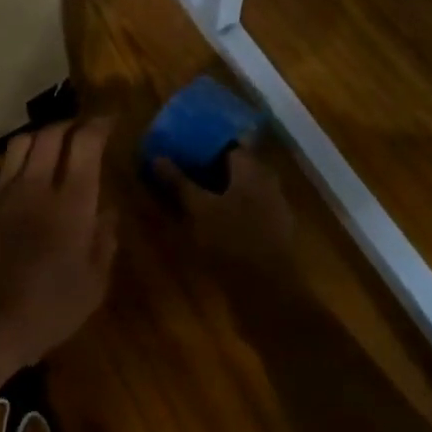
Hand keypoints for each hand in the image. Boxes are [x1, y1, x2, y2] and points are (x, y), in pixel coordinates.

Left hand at [0, 120, 117, 394]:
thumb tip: (108, 213)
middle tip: (83, 132)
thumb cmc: (46, 311)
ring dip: (40, 137)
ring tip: (51, 147)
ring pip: (19, 144)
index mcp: (70, 203)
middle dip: (69, 125)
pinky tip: (18, 178)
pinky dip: (13, 163)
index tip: (110, 120)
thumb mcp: (93, 286)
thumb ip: (104, 242)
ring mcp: (1, 194)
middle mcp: (34, 186)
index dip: (99, 124)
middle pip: (49, 134)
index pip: (84, 143)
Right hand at [155, 144, 297, 280]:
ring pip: (242, 188)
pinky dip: (230, 207)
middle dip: (210, 165)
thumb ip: (178, 182)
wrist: (267, 289)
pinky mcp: (273, 230)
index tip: (183, 145)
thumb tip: (157, 157)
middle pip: (236, 165)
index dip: (205, 142)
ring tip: (192, 192)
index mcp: (252, 168)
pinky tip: (212, 218)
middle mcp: (267, 181)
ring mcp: (273, 206)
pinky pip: (248, 207)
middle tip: (182, 168)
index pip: (229, 143)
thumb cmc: (230, 240)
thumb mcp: (198, 209)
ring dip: (220, 188)